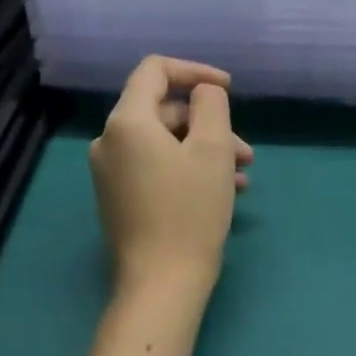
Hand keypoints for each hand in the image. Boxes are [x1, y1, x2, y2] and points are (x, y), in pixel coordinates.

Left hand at [89, 57, 253, 312]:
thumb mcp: (212, 148)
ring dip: (206, 149)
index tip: (228, 88)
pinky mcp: (119, 197)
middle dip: (210, 124)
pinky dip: (189, 168)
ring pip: (166, 141)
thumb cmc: (190, 210)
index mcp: (126, 122)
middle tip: (245, 153)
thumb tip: (202, 93)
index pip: (155, 70)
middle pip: (165, 111)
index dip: (195, 71)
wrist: (161, 284)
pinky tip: (224, 191)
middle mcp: (109, 141)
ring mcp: (111, 172)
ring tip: (242, 176)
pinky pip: (157, 165)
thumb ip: (210, 104)